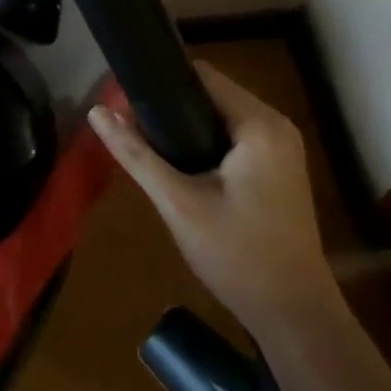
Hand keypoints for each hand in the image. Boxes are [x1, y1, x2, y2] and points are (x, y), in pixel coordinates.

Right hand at [89, 61, 336, 332]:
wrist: (293, 315)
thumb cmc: (237, 255)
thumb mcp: (178, 203)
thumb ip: (136, 154)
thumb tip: (97, 112)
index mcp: (259, 124)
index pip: (203, 75)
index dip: (161, 80)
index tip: (125, 96)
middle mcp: (276, 126)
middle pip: (212, 93)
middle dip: (170, 105)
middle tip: (130, 125)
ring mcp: (282, 148)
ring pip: (221, 116)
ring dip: (186, 124)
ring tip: (146, 141)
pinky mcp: (279, 169)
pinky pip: (234, 137)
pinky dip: (205, 141)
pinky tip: (179, 163)